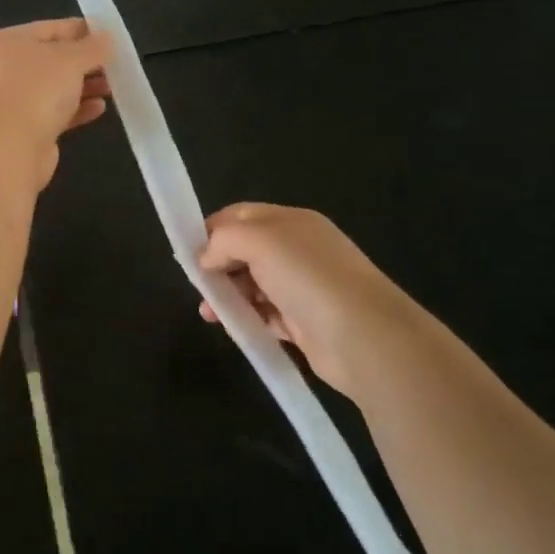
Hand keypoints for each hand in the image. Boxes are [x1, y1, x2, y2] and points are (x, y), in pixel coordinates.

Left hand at [0, 19, 111, 187]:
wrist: (5, 149)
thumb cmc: (35, 90)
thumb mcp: (70, 59)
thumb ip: (93, 47)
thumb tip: (107, 37)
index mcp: (6, 42)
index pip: (50, 28)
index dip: (81, 30)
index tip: (110, 35)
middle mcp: (2, 69)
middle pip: (51, 60)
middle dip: (84, 62)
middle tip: (114, 64)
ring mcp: (9, 102)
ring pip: (52, 88)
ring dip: (82, 87)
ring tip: (112, 87)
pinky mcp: (20, 130)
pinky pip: (52, 114)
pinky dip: (75, 110)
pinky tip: (99, 109)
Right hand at [196, 203, 420, 391]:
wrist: (365, 338)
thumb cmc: (308, 277)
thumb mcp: (259, 241)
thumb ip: (224, 239)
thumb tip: (206, 256)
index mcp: (291, 221)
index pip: (241, 215)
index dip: (212, 229)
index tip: (188, 251)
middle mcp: (298, 250)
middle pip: (245, 250)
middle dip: (218, 264)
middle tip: (199, 284)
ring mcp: (303, 287)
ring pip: (254, 284)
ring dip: (228, 295)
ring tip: (209, 313)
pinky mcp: (304, 323)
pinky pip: (266, 315)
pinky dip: (247, 318)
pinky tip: (232, 327)